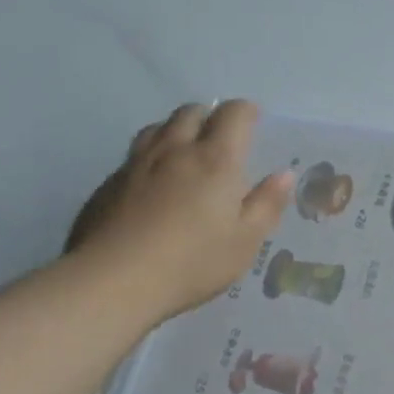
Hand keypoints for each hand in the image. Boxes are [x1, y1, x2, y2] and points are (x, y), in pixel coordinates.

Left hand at [66, 101, 292, 325]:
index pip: (233, 114)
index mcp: (216, 160)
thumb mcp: (245, 241)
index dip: (246, 111)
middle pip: (191, 112)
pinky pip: (135, 155)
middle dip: (210, 117)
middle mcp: (175, 150)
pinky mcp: (109, 184)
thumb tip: (284, 174)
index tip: (254, 121)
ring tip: (186, 151)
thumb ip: (267, 204)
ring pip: (158, 127)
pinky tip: (153, 183)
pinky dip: (151, 156)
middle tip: (221, 138)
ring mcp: (137, 164)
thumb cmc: (192, 262)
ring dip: (177, 130)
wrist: (112, 281)